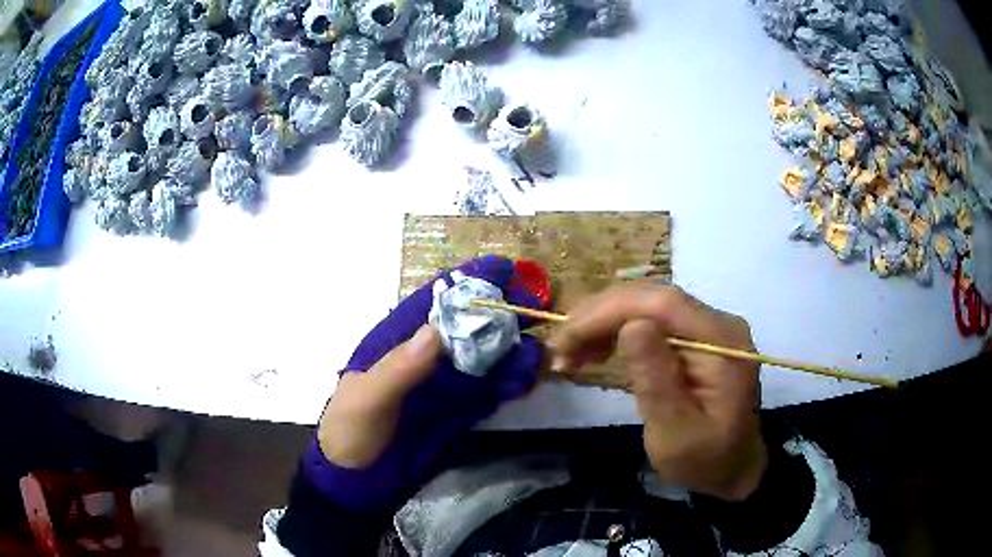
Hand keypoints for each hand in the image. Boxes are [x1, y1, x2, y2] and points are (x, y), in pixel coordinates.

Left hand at [305, 256, 543, 507]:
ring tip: (537, 351)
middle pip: (466, 328)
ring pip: (482, 359)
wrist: (357, 480)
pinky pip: (487, 392)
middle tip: (534, 309)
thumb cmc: (350, 432)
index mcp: (395, 341)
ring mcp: (443, 385)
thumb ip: (398, 370)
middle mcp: (424, 357)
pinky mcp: (457, 411)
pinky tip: (527, 379)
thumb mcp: (366, 400)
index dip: (466, 283)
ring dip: (510, 352)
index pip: (433, 302)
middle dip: (499, 316)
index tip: (503, 272)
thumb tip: (435, 331)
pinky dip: (508, 384)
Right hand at [549, 283, 765, 500]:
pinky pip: (652, 322)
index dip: (610, 311)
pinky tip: (595, 351)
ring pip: (647, 306)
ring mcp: (707, 327)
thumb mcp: (676, 434)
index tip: (567, 337)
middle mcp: (718, 323)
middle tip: (560, 347)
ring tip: (570, 354)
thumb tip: (631, 327)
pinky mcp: (695, 338)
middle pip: (653, 298)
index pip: (664, 304)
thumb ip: (657, 381)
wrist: (734, 468)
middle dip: (600, 316)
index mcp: (722, 342)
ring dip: (604, 324)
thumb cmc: (705, 460)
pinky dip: (617, 333)